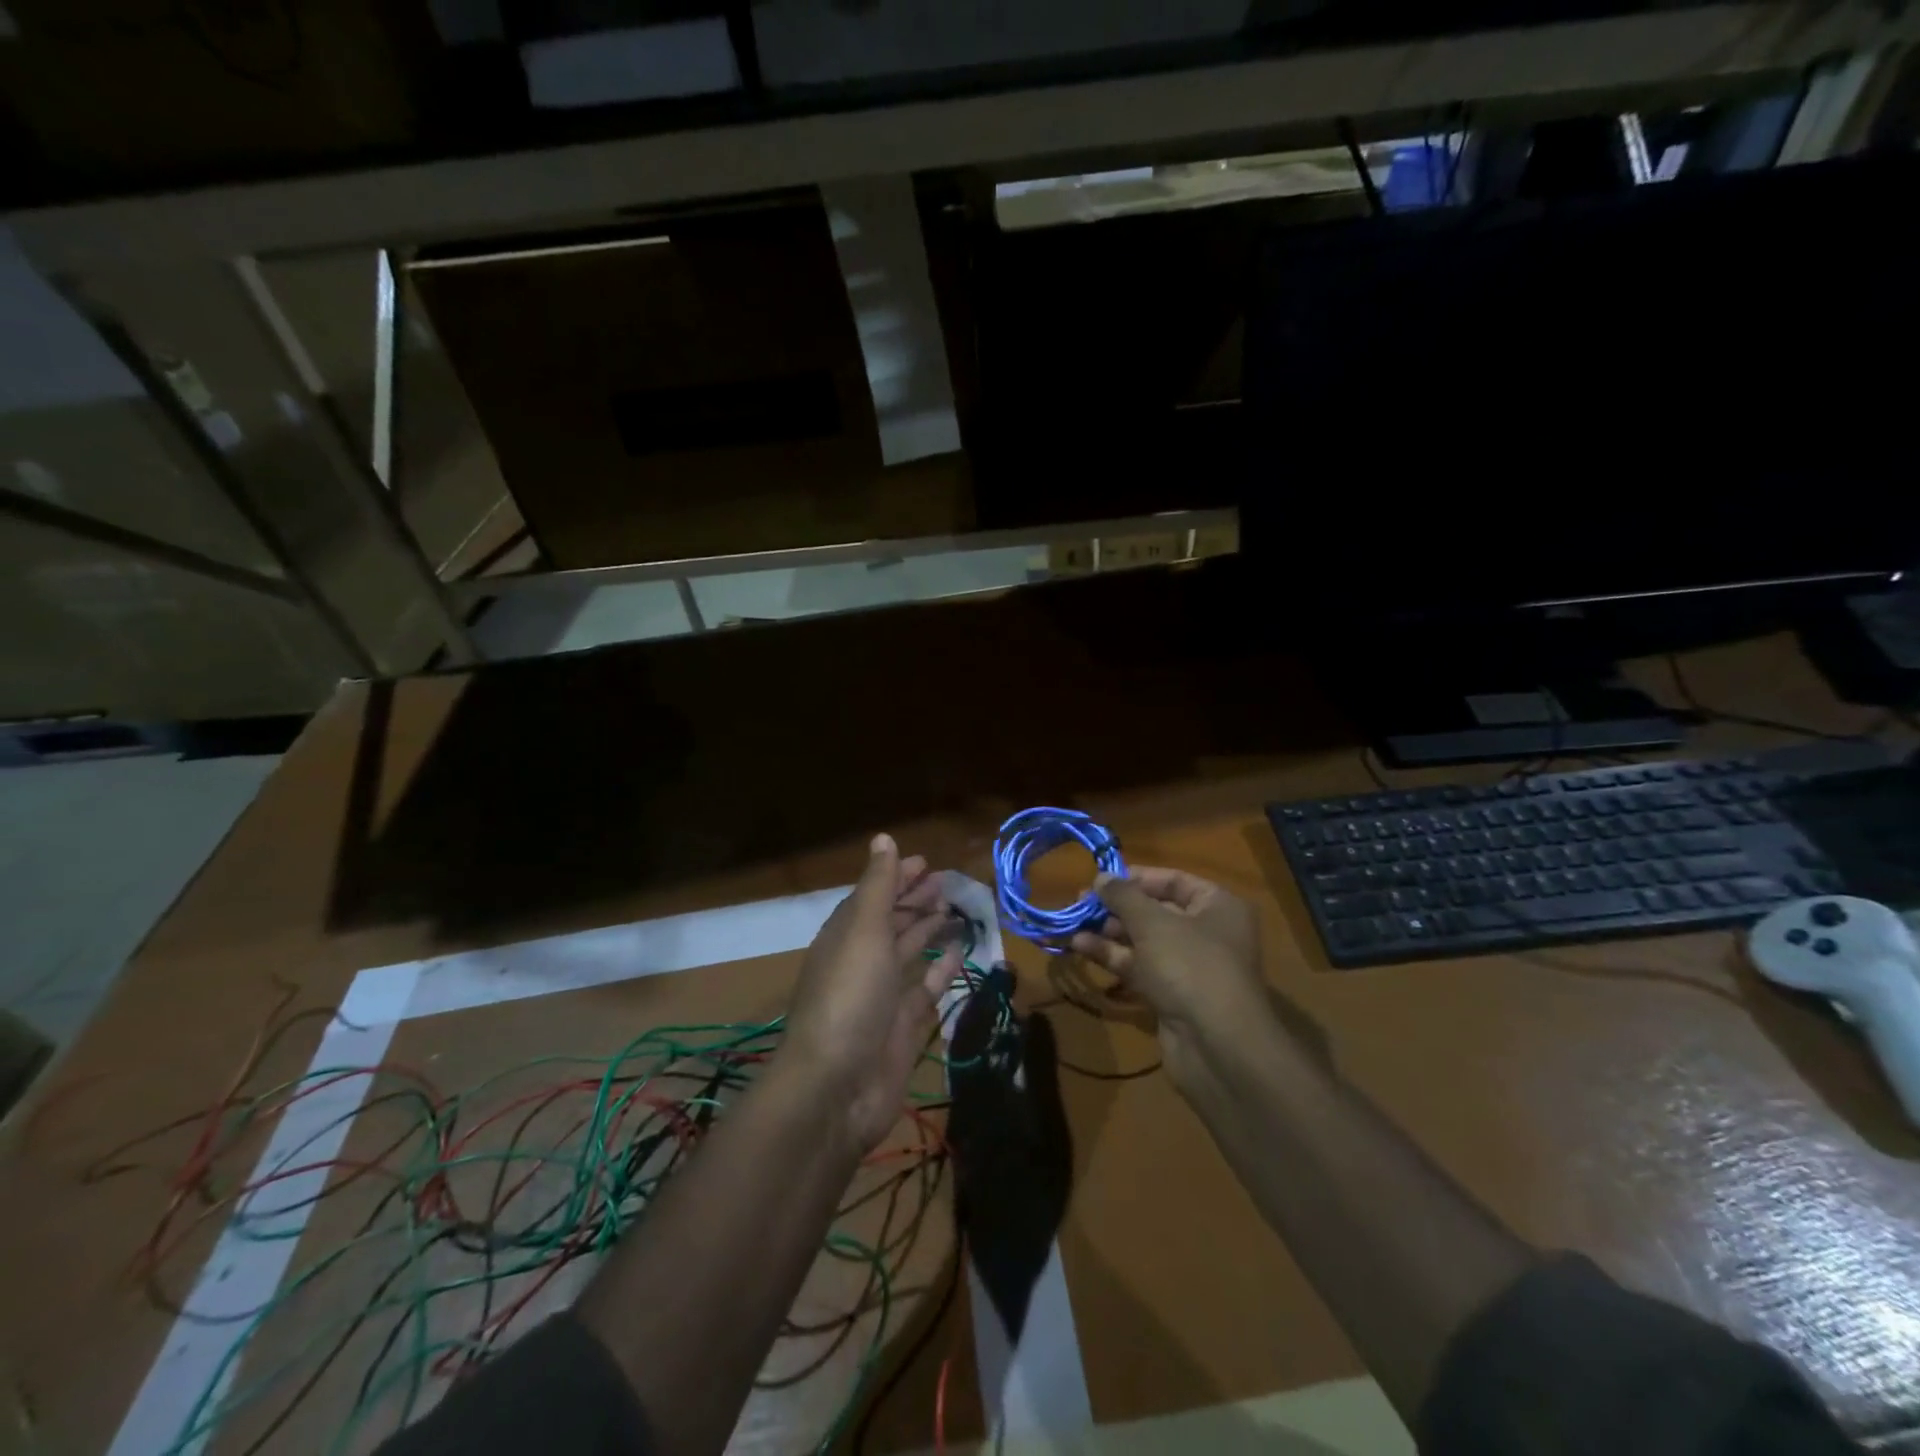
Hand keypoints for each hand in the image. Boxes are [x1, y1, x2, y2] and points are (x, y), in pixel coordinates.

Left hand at [782, 834, 957, 1150]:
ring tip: (955, 910)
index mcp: (844, 937)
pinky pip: (923, 989)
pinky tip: (957, 952)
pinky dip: (939, 969)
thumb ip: (878, 886)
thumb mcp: (863, 931)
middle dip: (914, 900)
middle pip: (890, 923)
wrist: (836, 1088)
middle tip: (947, 883)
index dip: (895, 877)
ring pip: (907, 953)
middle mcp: (861, 962)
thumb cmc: (849, 997)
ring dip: (927, 930)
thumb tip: (883, 838)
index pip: (871, 897)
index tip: (925, 861)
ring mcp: (881, 997)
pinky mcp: (901, 1027)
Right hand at [1069, 868, 1268, 1088]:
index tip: (1100, 879)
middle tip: (1080, 903)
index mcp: (1218, 906)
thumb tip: (1101, 876)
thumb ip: (1123, 895)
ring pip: (1144, 941)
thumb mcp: (1152, 922)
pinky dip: (1114, 957)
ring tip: (1073, 925)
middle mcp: (1208, 932)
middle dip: (1117, 907)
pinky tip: (1080, 948)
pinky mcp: (1173, 995)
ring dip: (1109, 933)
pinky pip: (1140, 968)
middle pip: (1156, 911)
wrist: (1217, 1046)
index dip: (1136, 878)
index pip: (1173, 880)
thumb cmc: (1190, 966)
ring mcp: (1190, 967)